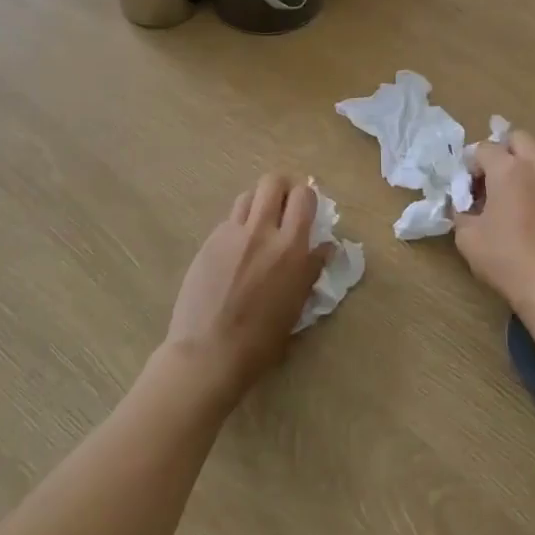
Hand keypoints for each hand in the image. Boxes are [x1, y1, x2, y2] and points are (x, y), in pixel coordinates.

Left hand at [164, 175, 330, 401]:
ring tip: (260, 224)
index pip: (304, 196)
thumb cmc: (261, 339)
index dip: (307, 196)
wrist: (208, 352)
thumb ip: (310, 269)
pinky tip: (237, 249)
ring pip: (248, 195)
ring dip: (259, 202)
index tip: (307, 209)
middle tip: (285, 205)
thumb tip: (325, 247)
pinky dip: (239, 225)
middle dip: (283, 187)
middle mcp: (261, 231)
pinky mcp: (209, 242)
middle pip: (272, 182)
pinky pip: (229, 220)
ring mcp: (231, 234)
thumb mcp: (297, 305)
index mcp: (291, 247)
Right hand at [454, 130, 534, 308]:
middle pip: (517, 139)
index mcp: (508, 169)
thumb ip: (461, 211)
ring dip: (520, 168)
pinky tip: (529, 215)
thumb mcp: (467, 237)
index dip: (470, 165)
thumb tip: (464, 204)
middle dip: (500, 152)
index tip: (466, 188)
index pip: (483, 148)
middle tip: (490, 180)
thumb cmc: (505, 258)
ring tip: (510, 198)